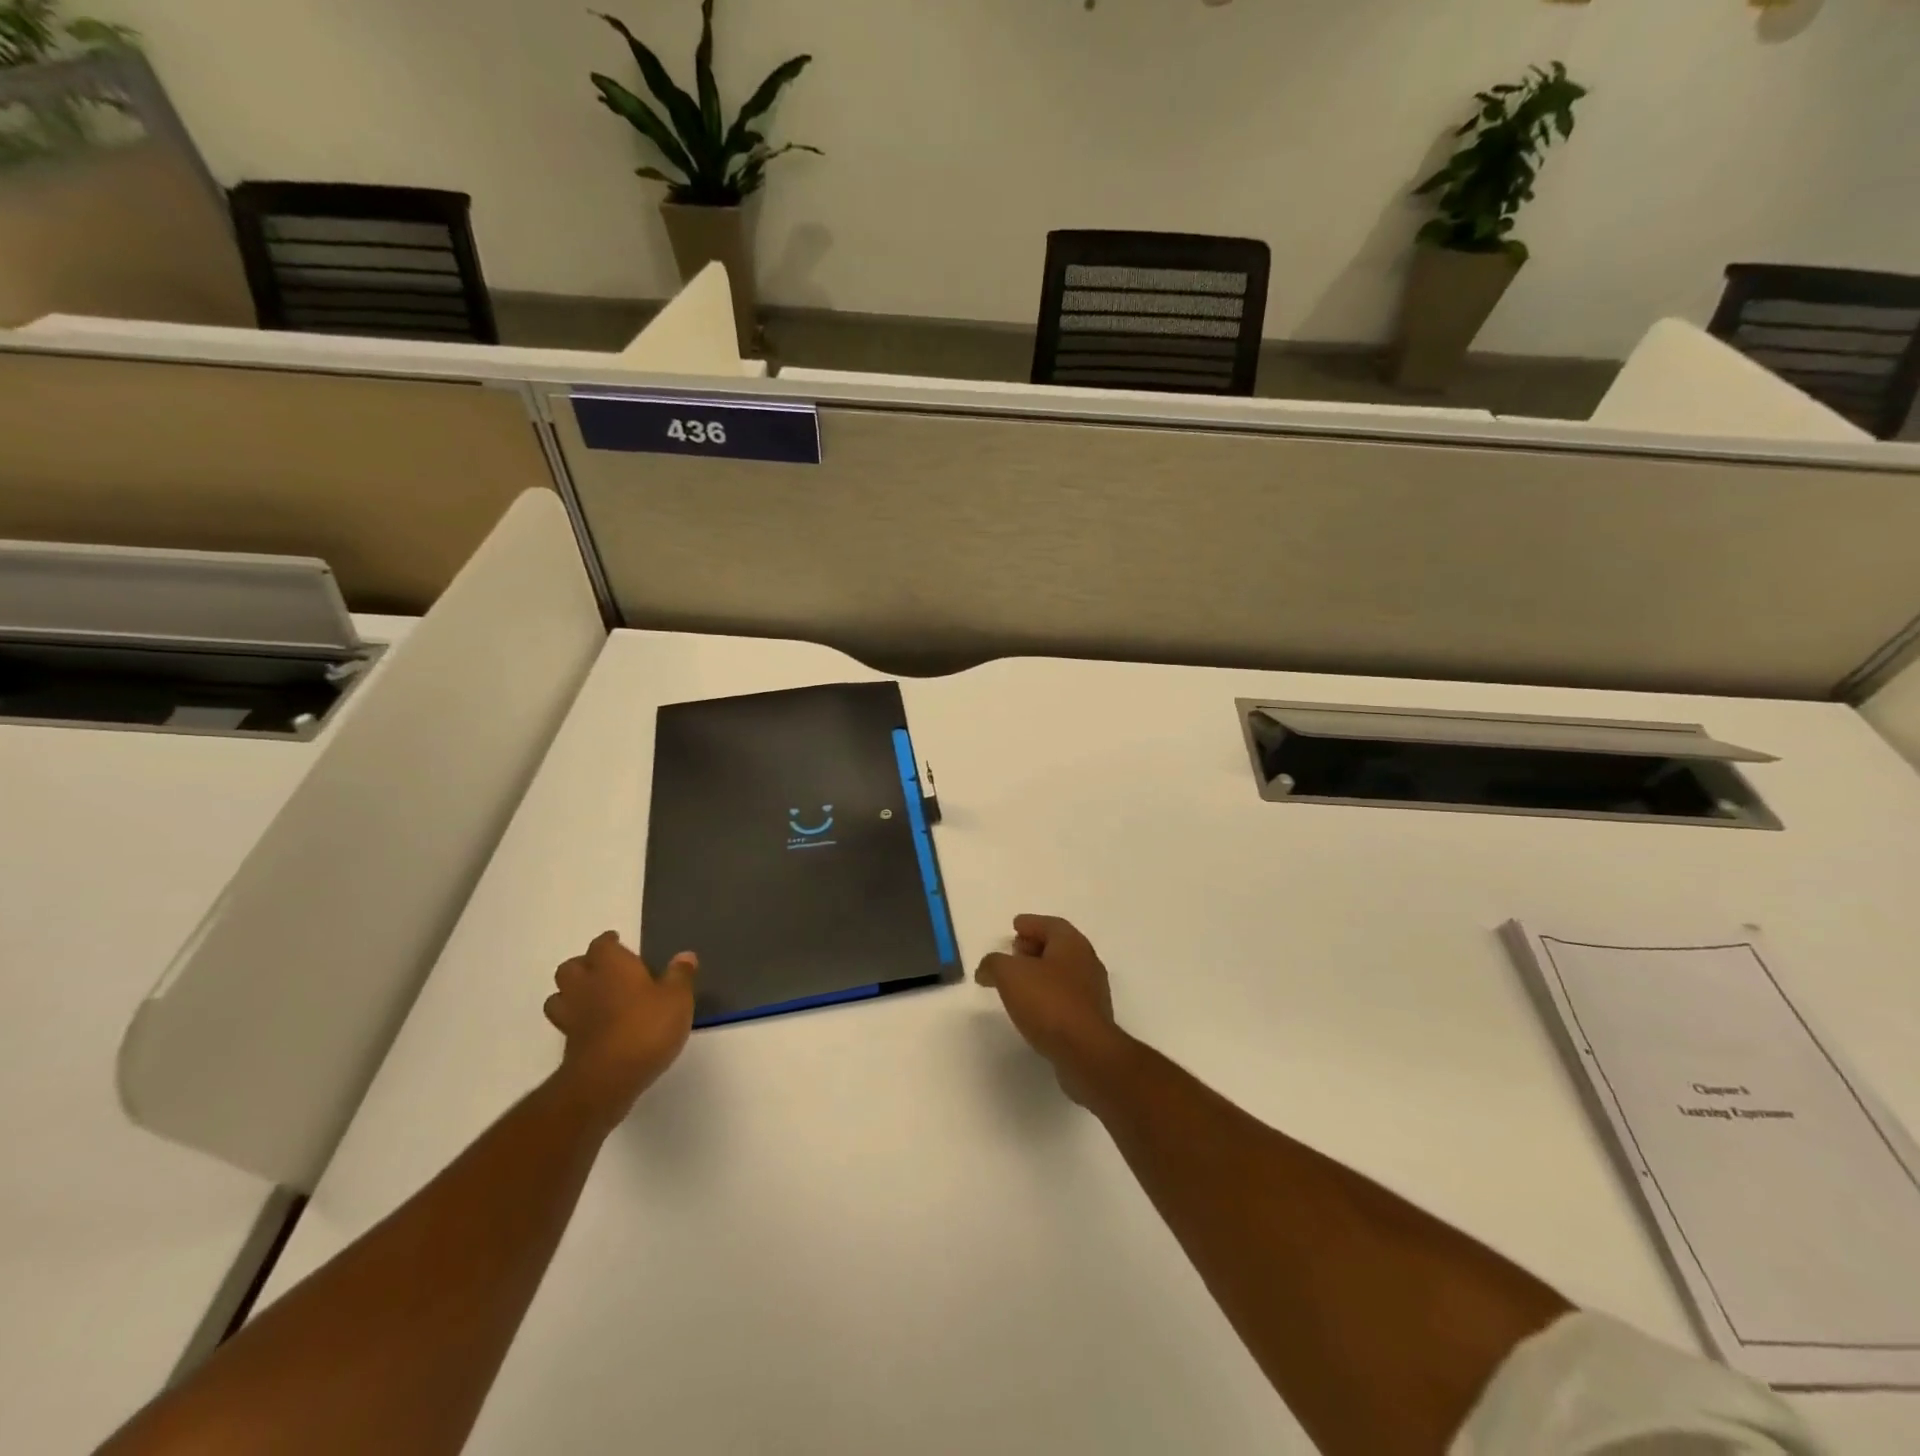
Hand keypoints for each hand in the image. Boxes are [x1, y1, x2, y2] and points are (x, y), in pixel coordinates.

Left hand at [545, 931, 696, 1126]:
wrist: (608, 1077)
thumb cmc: (646, 1027)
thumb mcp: (677, 999)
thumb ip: (680, 975)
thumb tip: (685, 956)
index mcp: (612, 965)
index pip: (602, 944)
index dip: (609, 942)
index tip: (618, 942)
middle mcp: (587, 984)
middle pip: (571, 966)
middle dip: (584, 964)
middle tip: (604, 970)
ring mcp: (572, 1015)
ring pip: (559, 994)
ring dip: (572, 992)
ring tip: (592, 997)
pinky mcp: (568, 1043)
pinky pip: (566, 1022)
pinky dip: (575, 1019)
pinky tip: (593, 1026)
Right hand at [976, 915, 1130, 1103]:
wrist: (1086, 1052)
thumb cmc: (1049, 1002)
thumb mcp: (1010, 975)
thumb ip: (994, 964)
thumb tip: (987, 969)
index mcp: (1072, 944)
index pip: (1050, 925)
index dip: (1031, 923)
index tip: (1015, 925)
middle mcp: (1087, 962)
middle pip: (1058, 947)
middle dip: (1035, 946)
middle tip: (1014, 951)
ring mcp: (1092, 992)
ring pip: (1062, 973)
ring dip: (1040, 972)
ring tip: (1017, 981)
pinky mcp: (1090, 1019)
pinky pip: (1065, 997)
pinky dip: (1047, 995)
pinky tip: (1032, 1007)